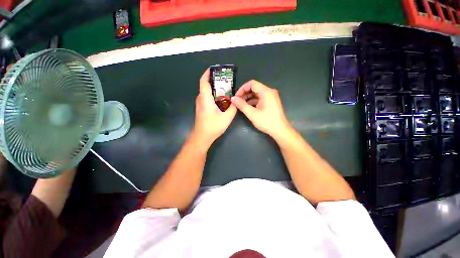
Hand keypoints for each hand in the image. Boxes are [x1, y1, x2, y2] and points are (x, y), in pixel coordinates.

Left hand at [192, 69, 236, 146]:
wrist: (202, 137)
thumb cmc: (213, 126)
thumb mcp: (227, 117)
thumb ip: (233, 107)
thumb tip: (236, 100)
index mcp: (205, 98)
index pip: (204, 81)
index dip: (207, 73)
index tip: (214, 69)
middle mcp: (200, 99)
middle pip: (205, 86)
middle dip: (214, 81)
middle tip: (225, 80)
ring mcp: (200, 104)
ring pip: (206, 92)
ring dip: (214, 89)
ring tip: (225, 88)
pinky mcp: (201, 108)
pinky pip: (206, 98)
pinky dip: (213, 95)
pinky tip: (221, 99)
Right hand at [231, 80, 290, 138]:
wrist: (280, 130)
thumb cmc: (267, 122)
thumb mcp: (252, 114)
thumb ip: (242, 105)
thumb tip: (233, 98)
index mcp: (266, 92)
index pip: (252, 83)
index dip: (242, 88)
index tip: (236, 97)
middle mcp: (269, 92)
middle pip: (254, 88)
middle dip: (244, 93)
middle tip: (237, 101)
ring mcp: (271, 97)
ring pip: (257, 93)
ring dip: (248, 97)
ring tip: (241, 104)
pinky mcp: (271, 102)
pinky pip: (260, 98)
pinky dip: (253, 101)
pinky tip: (248, 106)